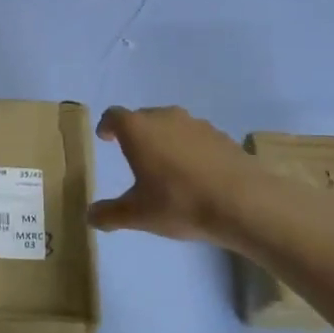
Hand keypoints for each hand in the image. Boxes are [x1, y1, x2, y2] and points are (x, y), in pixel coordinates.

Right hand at [89, 105, 260, 245]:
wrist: (243, 203)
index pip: (114, 116)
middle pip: (143, 117)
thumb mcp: (138, 215)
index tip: (105, 137)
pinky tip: (194, 174)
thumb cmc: (179, 203)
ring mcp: (197, 124)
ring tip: (164, 165)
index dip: (107, 126)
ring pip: (172, 125)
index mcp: (138, 130)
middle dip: (135, 133)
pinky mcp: (222, 137)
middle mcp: (166, 117)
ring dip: (164, 139)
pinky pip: (196, 138)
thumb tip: (90, 216)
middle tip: (132, 153)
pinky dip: (189, 149)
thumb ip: (110, 214)